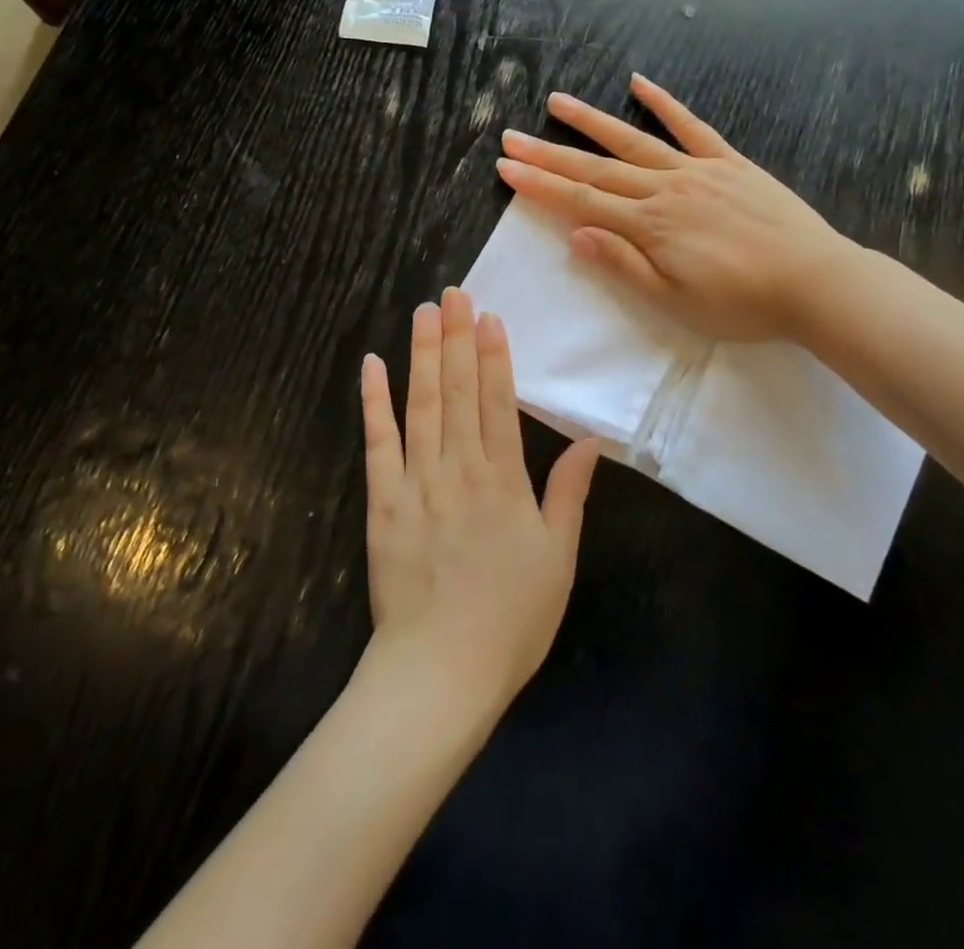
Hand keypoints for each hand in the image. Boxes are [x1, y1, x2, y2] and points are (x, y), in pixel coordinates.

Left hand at [360, 290, 601, 715]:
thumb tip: (591, 441)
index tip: (488, 316)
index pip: (498, 403)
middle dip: (457, 338)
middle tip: (453, 292)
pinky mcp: (382, 502)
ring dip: (422, 355)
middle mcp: (460, 469)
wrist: (440, 671)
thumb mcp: (559, 559)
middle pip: (459, 392)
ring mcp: (416, 482)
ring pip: (420, 405)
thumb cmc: (510, 619)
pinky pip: (377, 443)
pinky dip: (374, 402)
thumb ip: (569, 494)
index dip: (494, 356)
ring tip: (423, 312)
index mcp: (504, 481)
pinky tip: (372, 366)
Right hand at [494, 73, 852, 341]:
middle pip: (596, 169)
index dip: (540, 185)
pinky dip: (664, 104)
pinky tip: (639, 83)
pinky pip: (692, 127)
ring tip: (557, 102)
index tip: (506, 167)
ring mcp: (698, 171)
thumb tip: (576, 235)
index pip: (581, 201)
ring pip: (633, 141)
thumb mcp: (675, 302)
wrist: (815, 283)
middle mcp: (665, 190)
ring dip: (592, 122)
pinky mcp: (729, 163)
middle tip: (511, 137)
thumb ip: (624, 265)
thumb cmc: (742, 303)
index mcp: (649, 226)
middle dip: (549, 154)